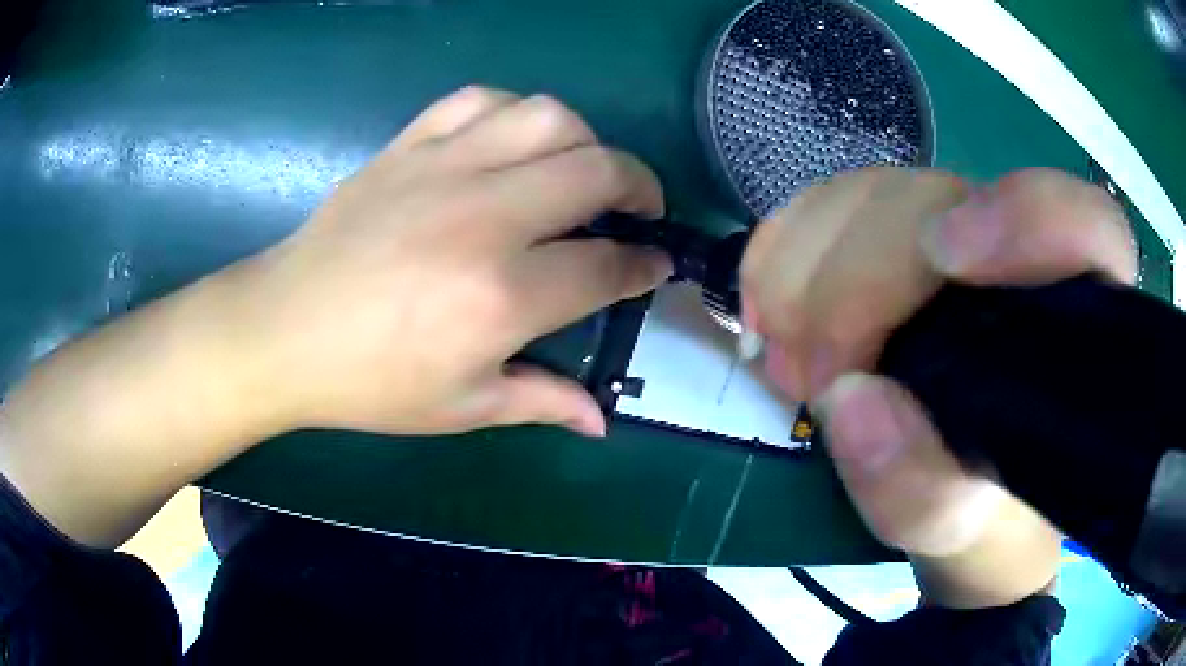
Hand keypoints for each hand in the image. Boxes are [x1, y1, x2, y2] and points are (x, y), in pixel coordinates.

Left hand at [237, 87, 671, 437]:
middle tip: (639, 210)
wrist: (284, 330)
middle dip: (641, 186)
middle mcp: (485, 218)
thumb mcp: (462, 407)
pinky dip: (513, 113)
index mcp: (503, 296)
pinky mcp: (408, 147)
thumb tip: (601, 420)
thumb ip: (542, 402)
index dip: (644, 265)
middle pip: (598, 170)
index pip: (607, 266)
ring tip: (580, 170)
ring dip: (583, 140)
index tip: (656, 263)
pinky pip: (479, 101)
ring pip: (547, 117)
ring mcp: (443, 169)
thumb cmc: (370, 381)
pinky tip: (511, 143)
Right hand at [741, 167, 1135, 606]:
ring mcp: (954, 227)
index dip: (1025, 216)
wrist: (953, 484)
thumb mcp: (954, 527)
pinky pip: (828, 203)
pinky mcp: (896, 229)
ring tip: (787, 358)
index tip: (947, 261)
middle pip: (938, 200)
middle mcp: (1019, 250)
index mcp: (1073, 317)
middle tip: (812, 375)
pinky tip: (769, 307)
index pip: (1084, 224)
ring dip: (806, 269)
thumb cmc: (976, 507)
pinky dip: (783, 249)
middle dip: (858, 279)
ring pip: (872, 193)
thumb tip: (849, 402)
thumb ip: (920, 488)